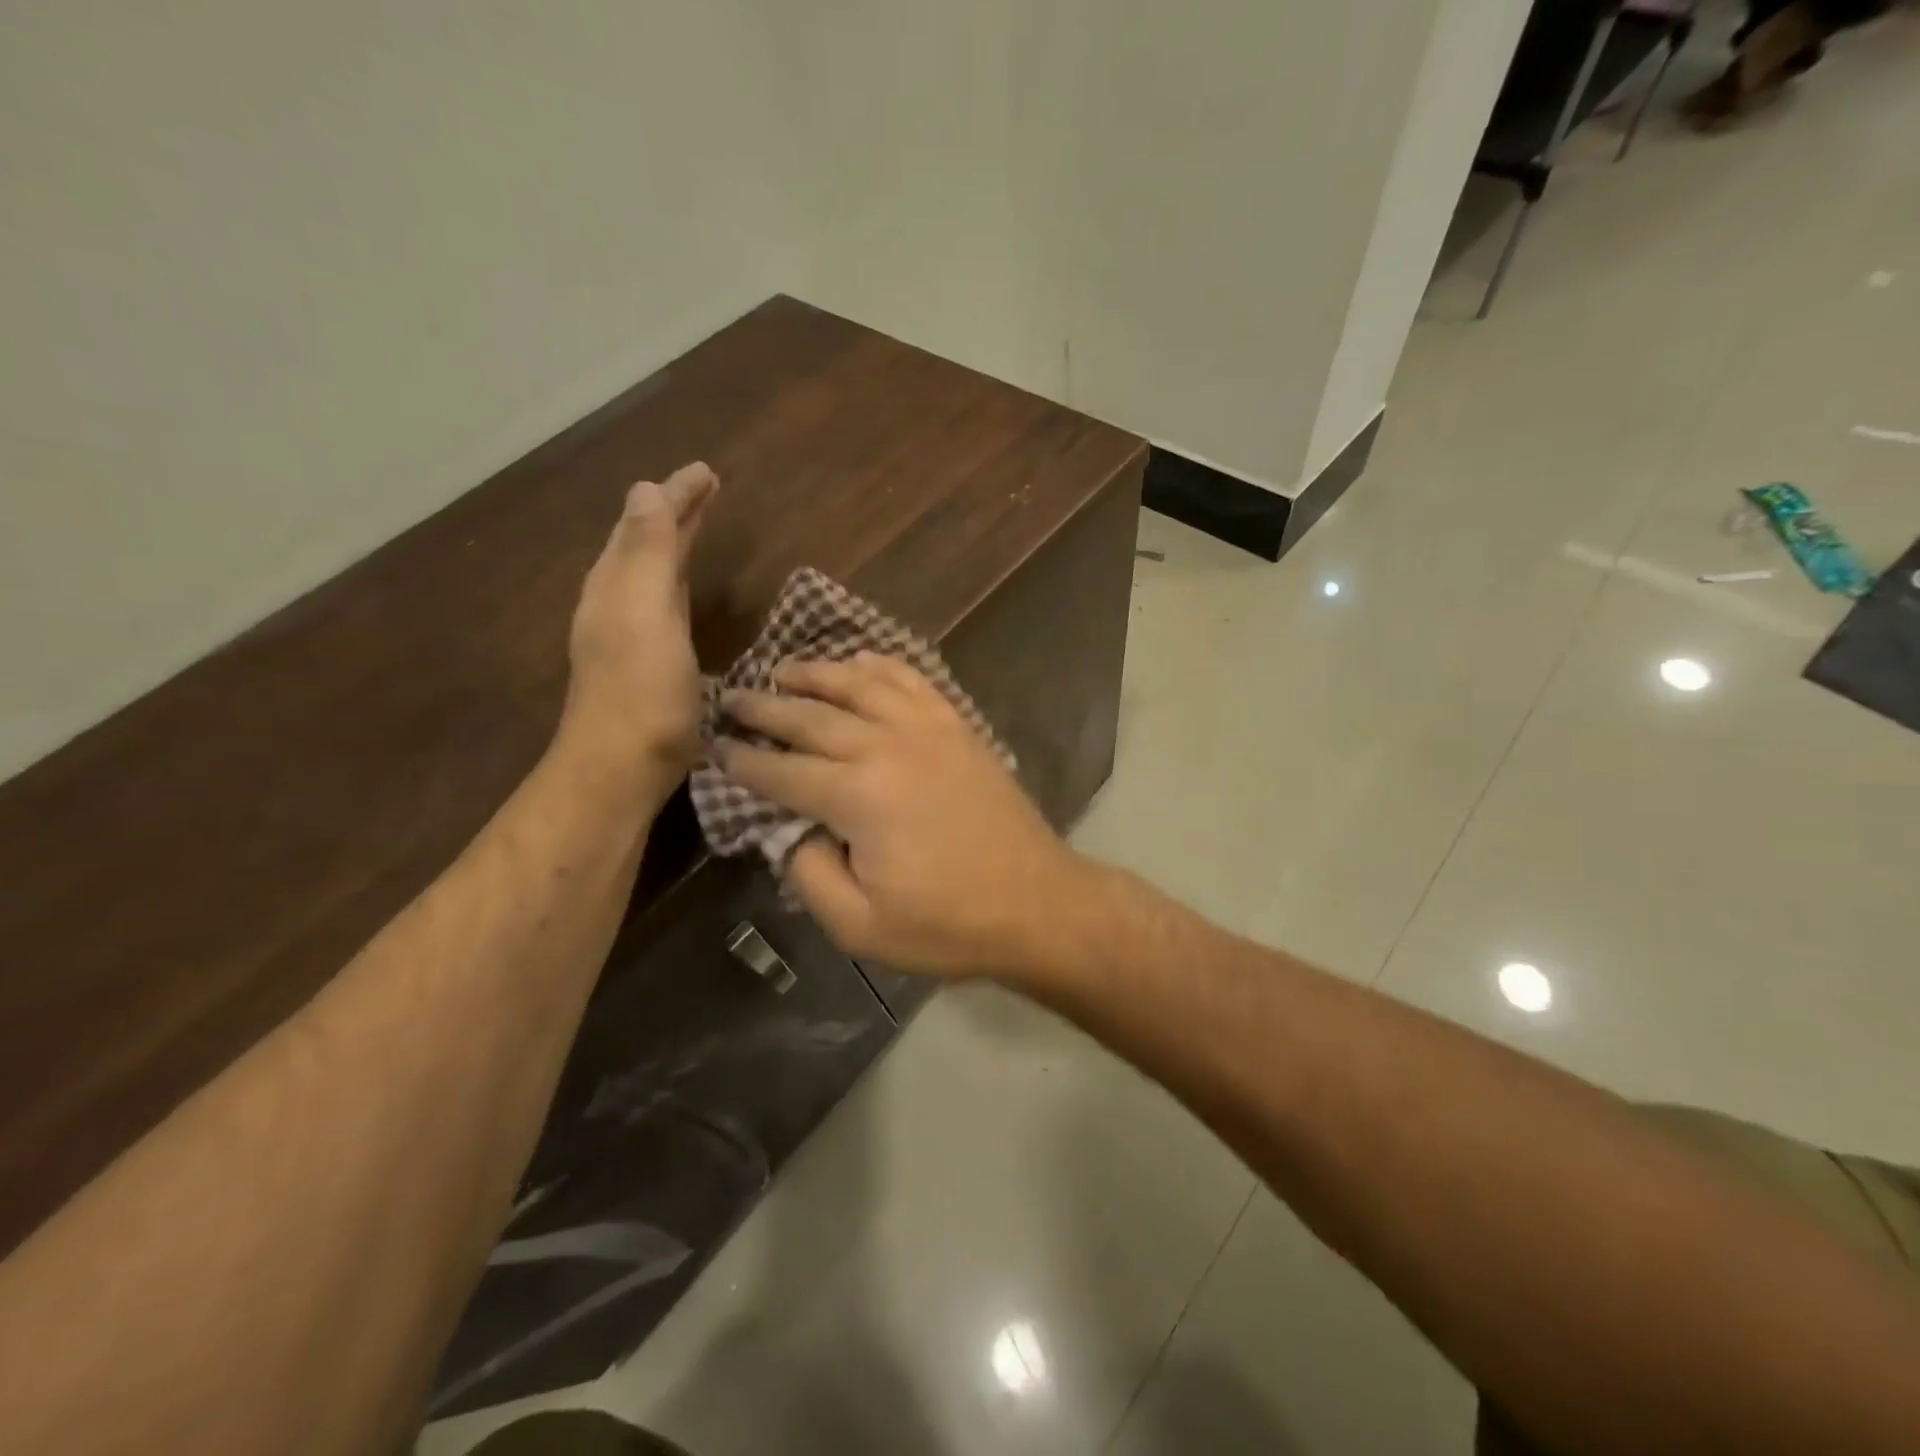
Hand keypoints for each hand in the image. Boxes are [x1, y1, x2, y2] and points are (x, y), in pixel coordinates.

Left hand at [561, 462, 716, 785]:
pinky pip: (660, 603)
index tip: (706, 471)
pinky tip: (682, 592)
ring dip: (673, 544)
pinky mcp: (646, 663)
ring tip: (696, 525)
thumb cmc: (641, 690)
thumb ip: (646, 552)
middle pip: (645, 543)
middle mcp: (616, 602)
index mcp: (616, 584)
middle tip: (705, 488)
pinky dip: (675, 581)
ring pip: (651, 573)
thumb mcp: (643, 613)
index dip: (675, 496)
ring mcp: (629, 635)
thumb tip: (645, 489)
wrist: (622, 767)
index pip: (645, 523)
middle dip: (673, 513)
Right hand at [717, 654, 1090, 977]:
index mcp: (857, 796)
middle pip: (812, 716)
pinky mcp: (958, 727)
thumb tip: (790, 832)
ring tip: (784, 669)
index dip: (743, 760)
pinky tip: (861, 661)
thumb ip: (808, 874)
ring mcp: (928, 729)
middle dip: (765, 707)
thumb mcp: (859, 925)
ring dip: (816, 673)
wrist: (1038, 904)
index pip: (782, 770)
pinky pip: (912, 680)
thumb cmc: (948, 925)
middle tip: (731, 697)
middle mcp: (887, 746)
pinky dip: (881, 666)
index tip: (714, 746)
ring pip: (859, 684)